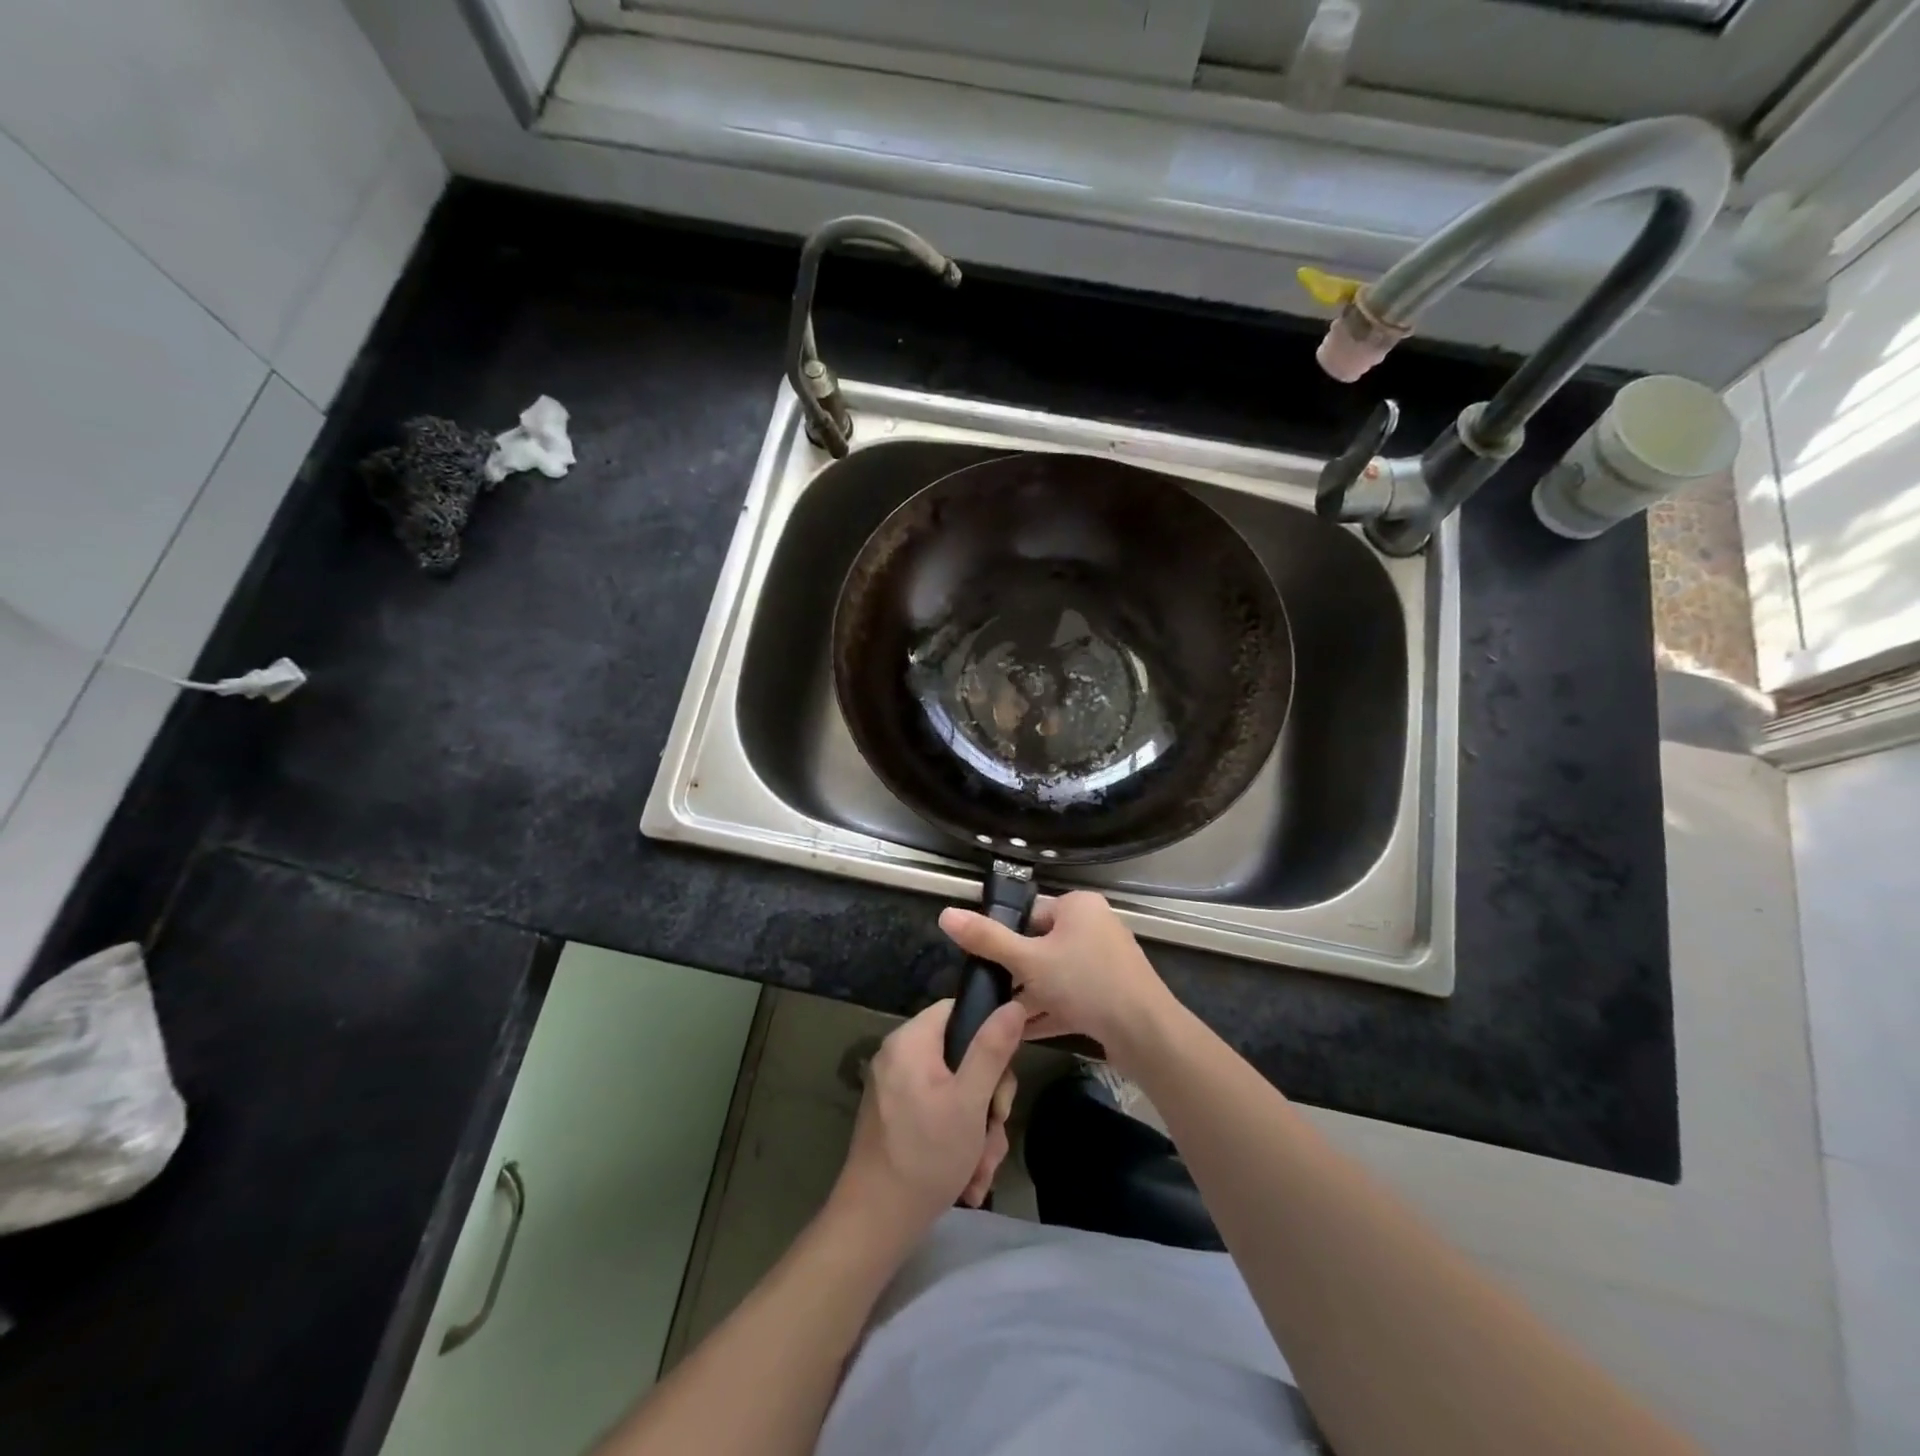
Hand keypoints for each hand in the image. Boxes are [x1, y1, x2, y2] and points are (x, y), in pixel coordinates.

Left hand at [836, 998, 1025, 1232]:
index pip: (957, 1011)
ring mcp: (896, 1090)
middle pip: (962, 1056)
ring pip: (956, 1093)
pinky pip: (939, 1115)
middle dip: (987, 1101)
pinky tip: (967, 1179)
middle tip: (994, 1130)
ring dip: (977, 1131)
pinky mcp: (897, 1119)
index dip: (987, 1035)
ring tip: (980, 1168)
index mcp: (911, 1041)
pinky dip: (957, 1142)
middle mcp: (900, 1058)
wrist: (876, 1223)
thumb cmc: (926, 1155)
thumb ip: (992, 1050)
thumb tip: (1014, 1005)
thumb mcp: (970, 1101)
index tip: (1001, 1075)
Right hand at [938, 891, 1176, 1068]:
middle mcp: (1094, 927)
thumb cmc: (1085, 983)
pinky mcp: (1110, 994)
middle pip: (1041, 946)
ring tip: (999, 1017)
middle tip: (990, 993)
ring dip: (1030, 997)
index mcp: (1078, 906)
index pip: (1030, 913)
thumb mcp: (1028, 960)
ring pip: (1056, 976)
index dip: (1006, 937)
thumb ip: (986, 939)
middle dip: (1016, 973)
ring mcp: (1105, 962)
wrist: (1145, 1033)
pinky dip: (1049, 1012)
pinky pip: (1071, 998)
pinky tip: (1020, 1034)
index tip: (985, 962)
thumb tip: (945, 914)